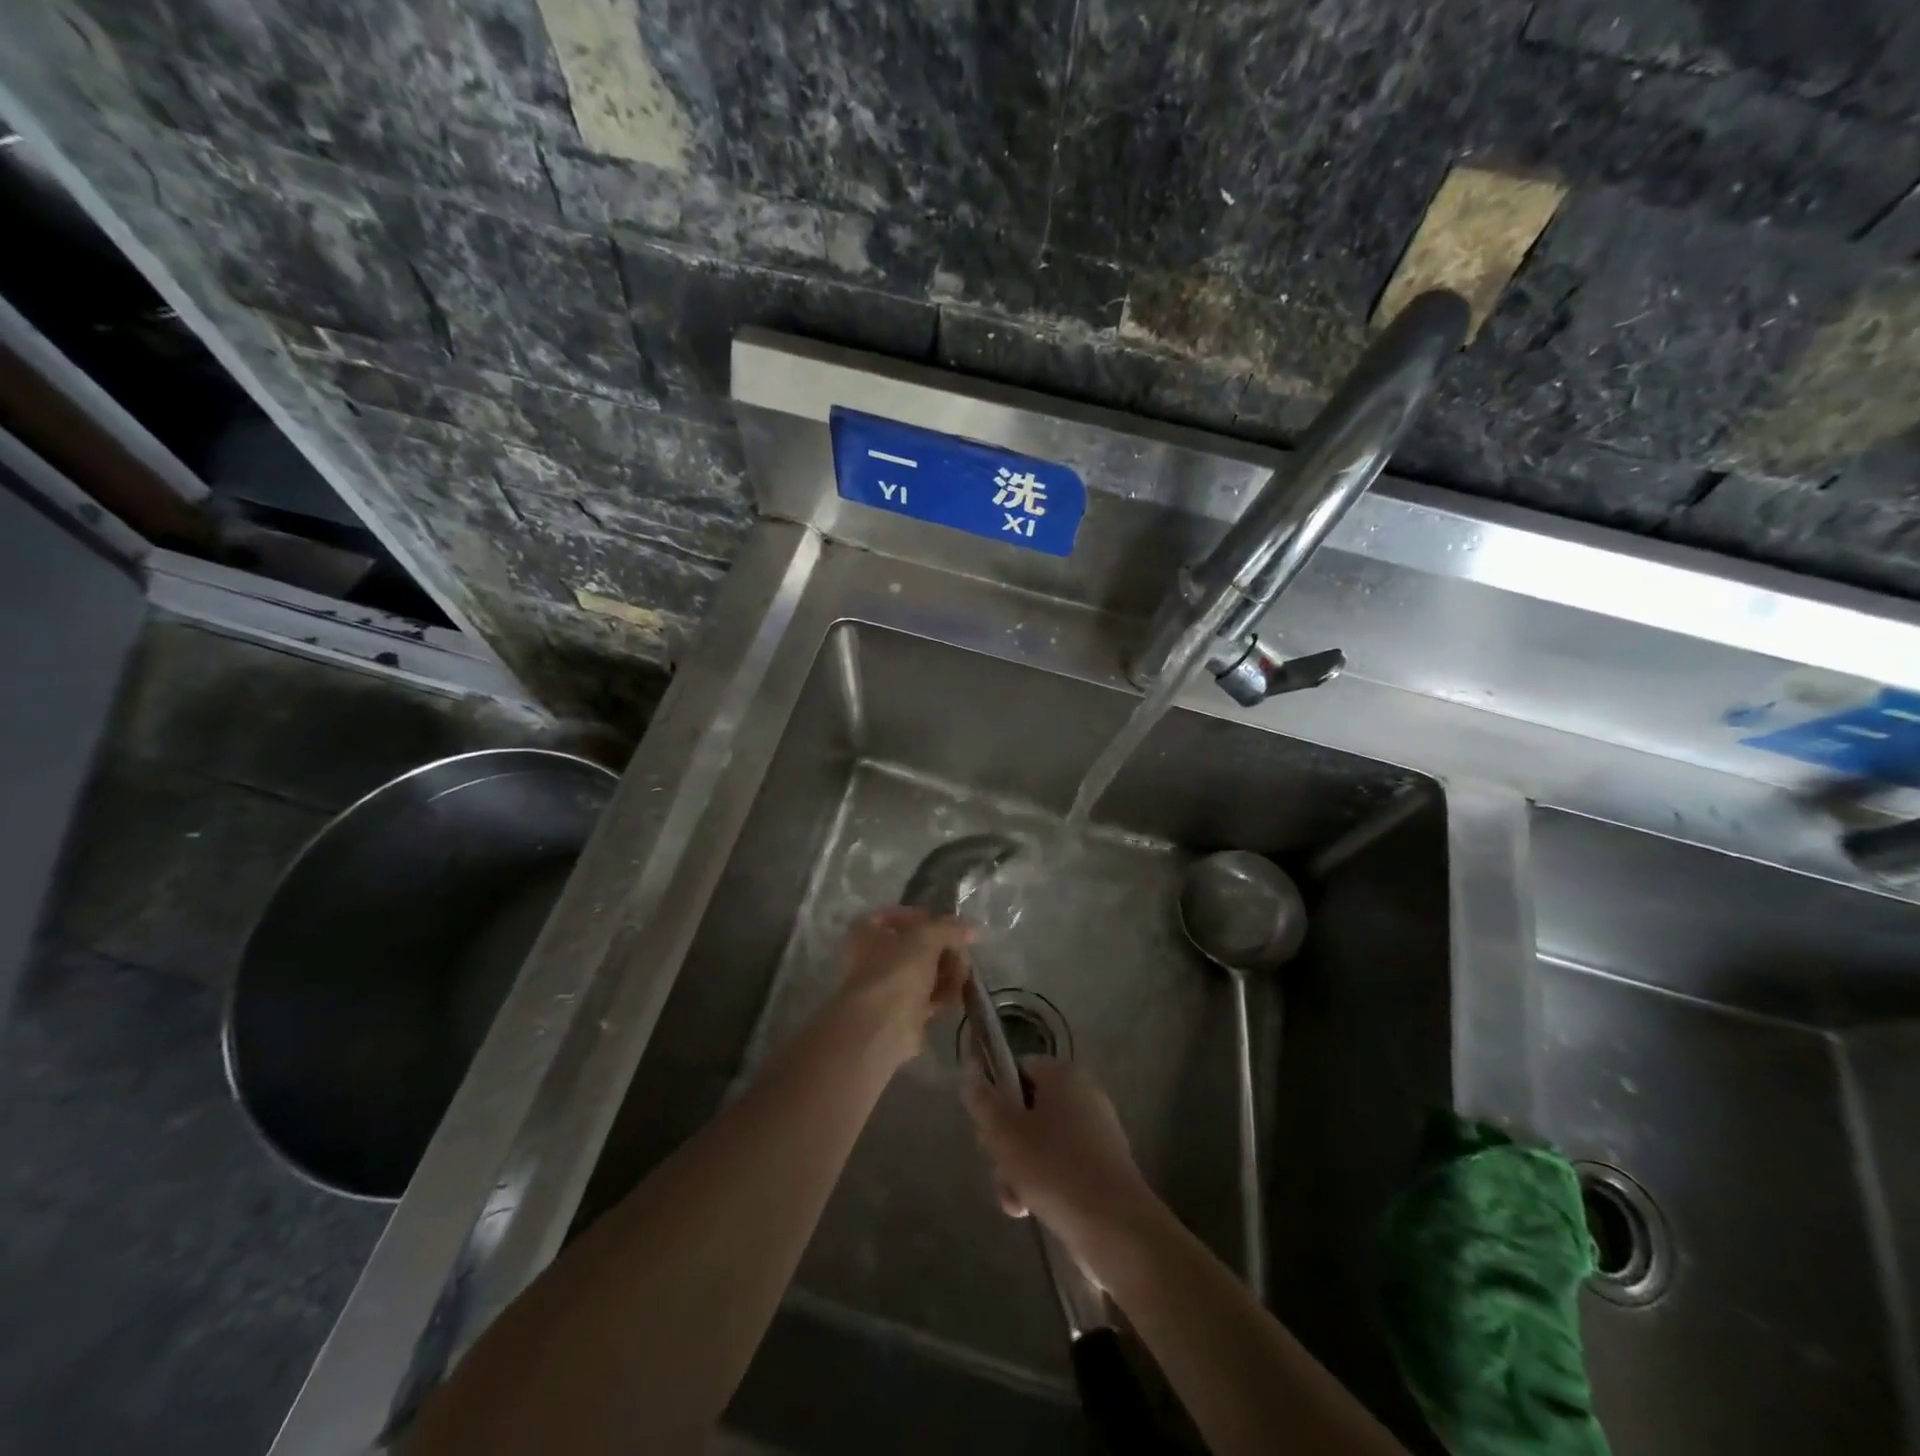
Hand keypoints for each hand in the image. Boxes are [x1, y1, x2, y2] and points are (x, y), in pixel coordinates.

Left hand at [833, 906, 973, 1068]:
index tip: (948, 926)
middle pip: (916, 945)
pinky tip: (955, 995)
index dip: (924, 917)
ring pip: (924, 971)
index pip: (897, 915)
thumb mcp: (926, 938)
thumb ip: (949, 928)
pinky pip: (927, 995)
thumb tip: (971, 928)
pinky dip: (942, 994)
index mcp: (866, 932)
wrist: (881, 1029)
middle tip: (962, 955)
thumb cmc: (896, 972)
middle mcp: (872, 957)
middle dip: (943, 949)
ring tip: (961, 977)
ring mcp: (886, 986)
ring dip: (947, 972)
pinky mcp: (901, 1012)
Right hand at [962, 1057, 1155, 1258]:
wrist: (1115, 1227)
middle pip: (1027, 1109)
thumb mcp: (1005, 1132)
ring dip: (1019, 1170)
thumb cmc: (1054, 1168)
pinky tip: (1031, 1211)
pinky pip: (1062, 1165)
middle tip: (998, 1166)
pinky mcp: (1103, 1167)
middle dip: (1006, 1143)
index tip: (986, 1128)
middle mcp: (1083, 1094)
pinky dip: (1044, 1184)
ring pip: (1041, 1142)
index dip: (996, 1096)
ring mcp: (1096, 1132)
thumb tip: (970, 1070)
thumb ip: (982, 1100)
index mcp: (1063, 1074)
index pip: (1018, 1069)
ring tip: (1014, 1200)